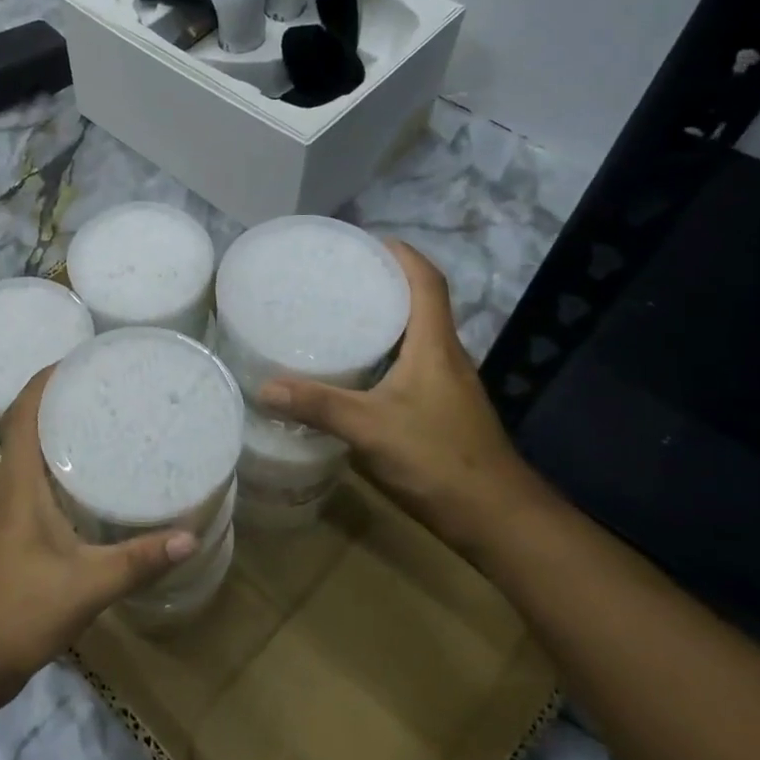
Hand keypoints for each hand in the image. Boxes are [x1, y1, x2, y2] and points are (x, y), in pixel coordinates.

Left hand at [0, 368, 197, 710]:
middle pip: (24, 425)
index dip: (45, 378)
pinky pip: (29, 480)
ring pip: (26, 454)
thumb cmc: (16, 614)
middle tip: (104, 385)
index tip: (80, 358)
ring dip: (54, 430)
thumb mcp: (85, 587)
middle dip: (58, 398)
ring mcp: (1, 512)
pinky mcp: (6, 533)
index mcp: (16, 485)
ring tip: (100, 420)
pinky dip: (54, 464)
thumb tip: (191, 536)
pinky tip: (85, 479)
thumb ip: (138, 561)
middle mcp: (4, 488)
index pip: (22, 412)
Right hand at [258, 239, 550, 549]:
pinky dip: (381, 356)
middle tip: (335, 278)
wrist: (495, 518)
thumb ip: (319, 406)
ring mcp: (445, 385)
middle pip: (419, 303)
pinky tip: (351, 372)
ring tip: (335, 316)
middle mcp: (444, 357)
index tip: (365, 241)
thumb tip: (264, 387)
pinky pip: (408, 366)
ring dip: (382, 320)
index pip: (426, 281)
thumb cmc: (439, 460)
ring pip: (413, 337)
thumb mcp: (371, 429)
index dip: (401, 254)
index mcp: (434, 346)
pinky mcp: (439, 410)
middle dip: (383, 283)